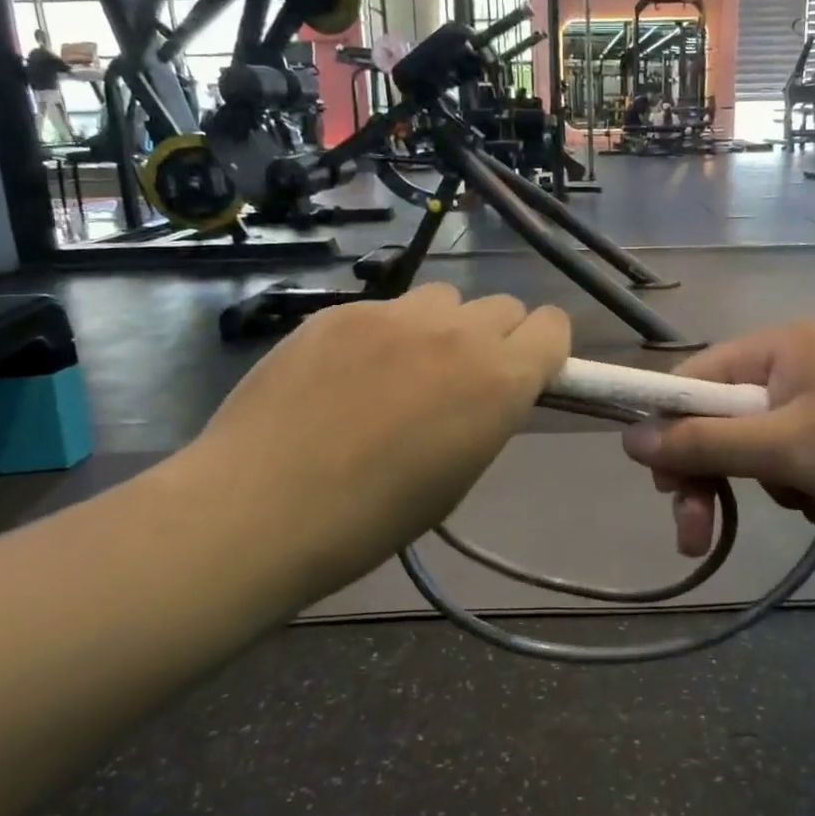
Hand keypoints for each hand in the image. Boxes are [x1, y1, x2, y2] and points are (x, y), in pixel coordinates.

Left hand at [185, 285, 570, 600]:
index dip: (544, 349)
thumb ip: (488, 413)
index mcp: (499, 379)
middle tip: (460, 379)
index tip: (525, 375)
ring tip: (401, 369)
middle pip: (503, 305)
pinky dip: (384, 332)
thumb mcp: (459, 474)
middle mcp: (456, 332)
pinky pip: (385, 308)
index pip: (553, 326)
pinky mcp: (340, 310)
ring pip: (444, 297)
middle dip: (495, 337)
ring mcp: (393, 313)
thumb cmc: (372, 518)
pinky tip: (344, 374)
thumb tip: (488, 389)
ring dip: (441, 326)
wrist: (261, 506)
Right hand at [620, 322, 814, 555]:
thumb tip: (630, 437)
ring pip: (769, 447)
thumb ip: (704, 443)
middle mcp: (799, 361)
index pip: (691, 384)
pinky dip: (814, 485)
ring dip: (777, 483)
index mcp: (775, 347)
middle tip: (699, 542)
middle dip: (716, 479)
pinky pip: (810, 457)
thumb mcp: (786, 446)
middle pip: (727, 421)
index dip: (669, 436)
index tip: (665, 491)